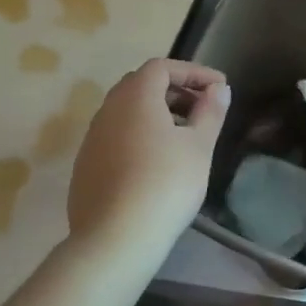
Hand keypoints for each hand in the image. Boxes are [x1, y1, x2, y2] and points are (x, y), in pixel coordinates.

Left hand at [67, 59, 229, 249]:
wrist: (115, 238)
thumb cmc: (166, 184)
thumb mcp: (199, 147)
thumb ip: (210, 112)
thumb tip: (218, 89)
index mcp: (135, 96)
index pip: (163, 67)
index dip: (193, 72)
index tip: (219, 87)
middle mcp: (108, 109)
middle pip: (141, 85)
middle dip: (174, 90)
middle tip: (202, 108)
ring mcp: (92, 137)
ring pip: (126, 112)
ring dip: (156, 114)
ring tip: (183, 136)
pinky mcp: (85, 164)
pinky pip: (115, 136)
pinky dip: (138, 136)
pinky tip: (155, 163)